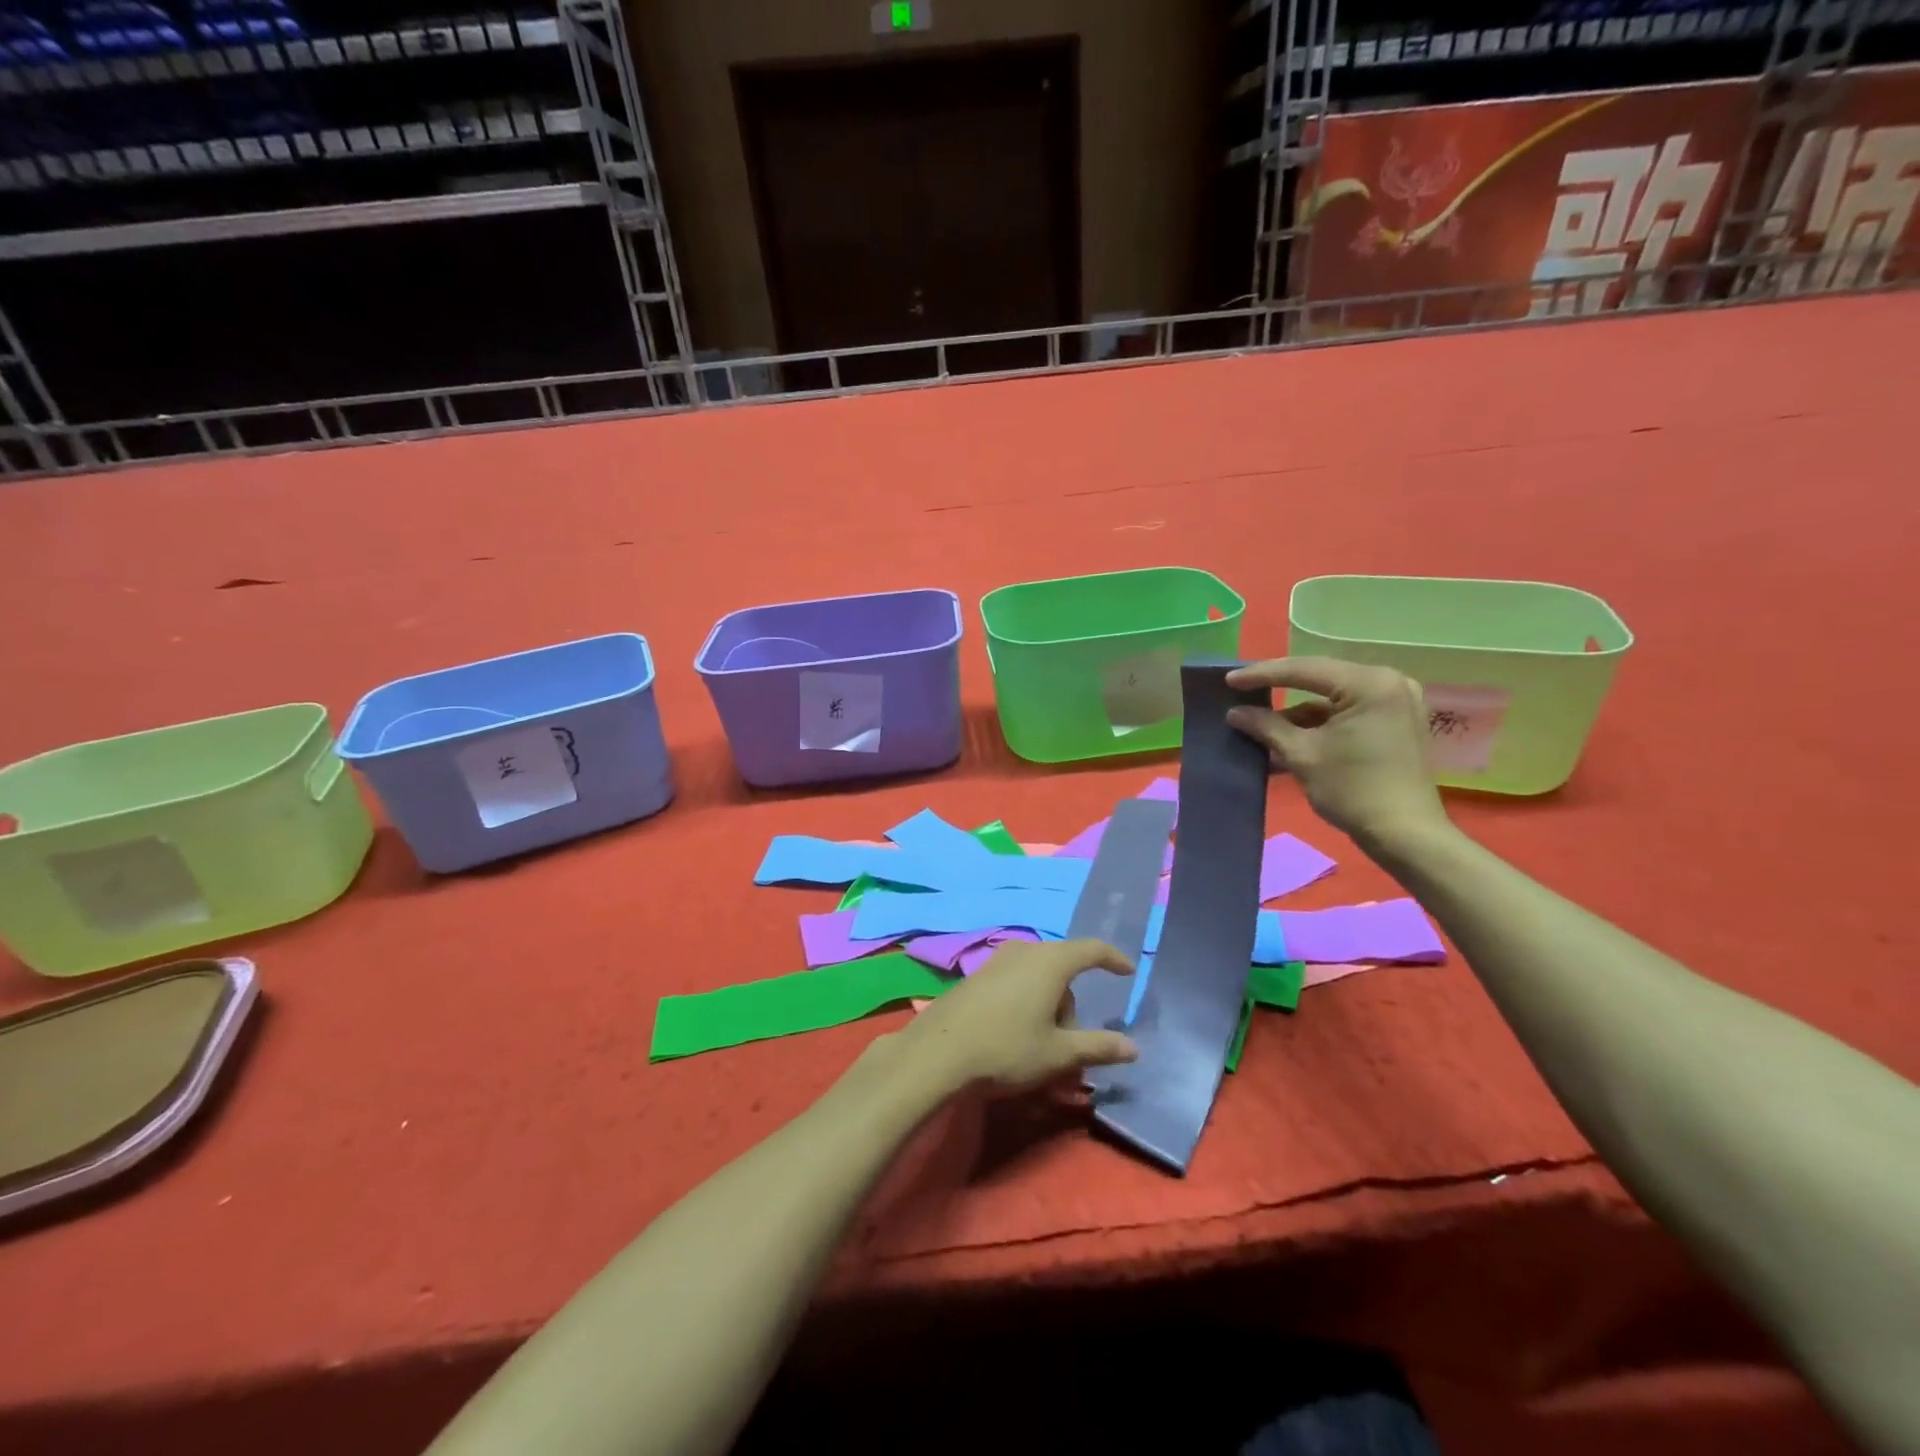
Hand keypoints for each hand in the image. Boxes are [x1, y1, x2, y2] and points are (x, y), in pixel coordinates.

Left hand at [898, 939, 1138, 1095]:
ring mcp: (997, 960)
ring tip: (1041, 1044)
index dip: (1112, 959)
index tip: (1127, 972)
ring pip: (1037, 975)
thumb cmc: (1007, 1049)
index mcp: (1051, 962)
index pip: (1091, 949)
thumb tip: (1133, 1048)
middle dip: (1072, 1001)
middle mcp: (1025, 951)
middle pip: (1063, 967)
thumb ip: (1098, 1047)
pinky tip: (1014, 1033)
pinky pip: (1015, 980)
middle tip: (1071, 1041)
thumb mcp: (1058, 1054)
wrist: (938, 1052)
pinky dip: (1026, 1000)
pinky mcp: (977, 975)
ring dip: (1048, 1003)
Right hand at [1224, 656, 1449, 846]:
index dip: (1262, 674)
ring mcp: (1396, 701)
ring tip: (1259, 722)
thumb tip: (1235, 713)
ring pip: (1332, 697)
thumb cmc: (1352, 790)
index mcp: (1370, 684)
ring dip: (1297, 712)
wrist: (1404, 835)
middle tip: (1242, 690)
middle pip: (1320, 679)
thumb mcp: (1302, 755)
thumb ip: (1266, 726)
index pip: (1305, 670)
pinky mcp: (1396, 721)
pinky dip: (1318, 723)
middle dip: (1279, 689)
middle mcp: (1389, 682)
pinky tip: (1287, 736)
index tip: (1229, 680)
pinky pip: (1347, 712)